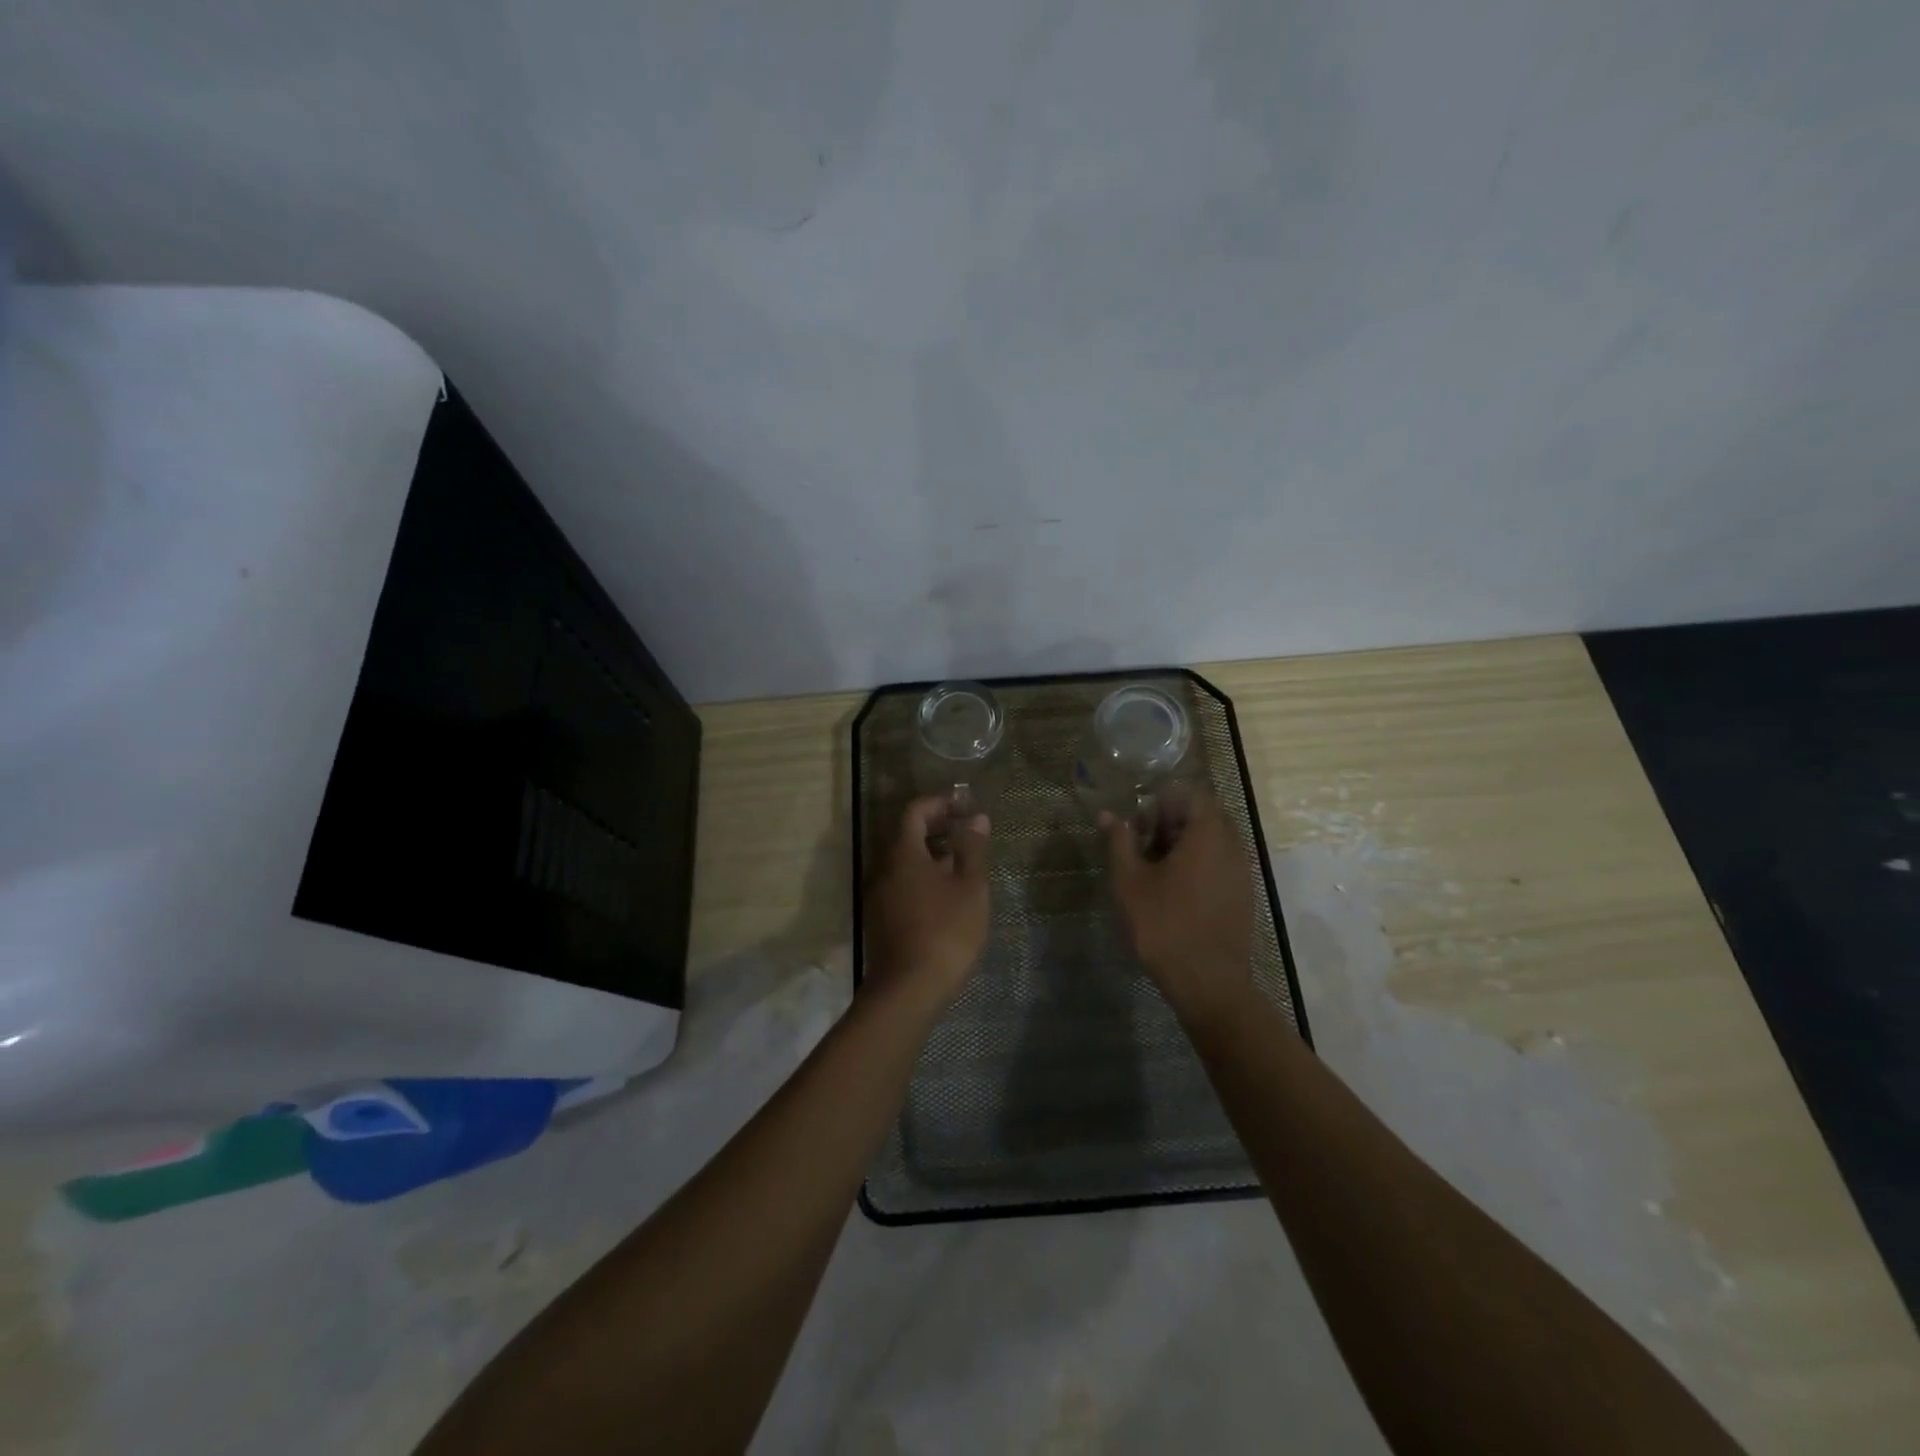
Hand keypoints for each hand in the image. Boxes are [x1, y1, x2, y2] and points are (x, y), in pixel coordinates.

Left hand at [863, 796, 991, 1013]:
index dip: (939, 802)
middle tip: (967, 830)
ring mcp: (878, 895)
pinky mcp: (880, 918)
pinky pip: (901, 883)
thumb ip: (972, 848)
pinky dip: (922, 876)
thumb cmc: (945, 931)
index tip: (965, 804)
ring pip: (904, 862)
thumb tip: (976, 817)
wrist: (907, 990)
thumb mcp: (970, 887)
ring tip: (962, 862)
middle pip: (906, 835)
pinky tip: (945, 894)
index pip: (915, 811)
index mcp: (903, 853)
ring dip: (930, 853)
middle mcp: (883, 868)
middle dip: (936, 827)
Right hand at [1101, 790, 1253, 1027]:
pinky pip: (1220, 863)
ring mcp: (1242, 871)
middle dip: (1171, 820)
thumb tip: (1109, 814)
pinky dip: (1197, 864)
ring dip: (1183, 843)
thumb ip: (1119, 842)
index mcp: (1208, 834)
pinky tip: (1173, 888)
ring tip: (1153, 866)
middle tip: (1141, 840)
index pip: (1191, 793)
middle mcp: (1233, 845)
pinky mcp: (1243, 894)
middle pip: (1203, 815)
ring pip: (1213, 840)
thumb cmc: (1164, 925)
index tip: (1139, 816)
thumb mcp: (1130, 882)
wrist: (1208, 983)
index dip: (1163, 797)